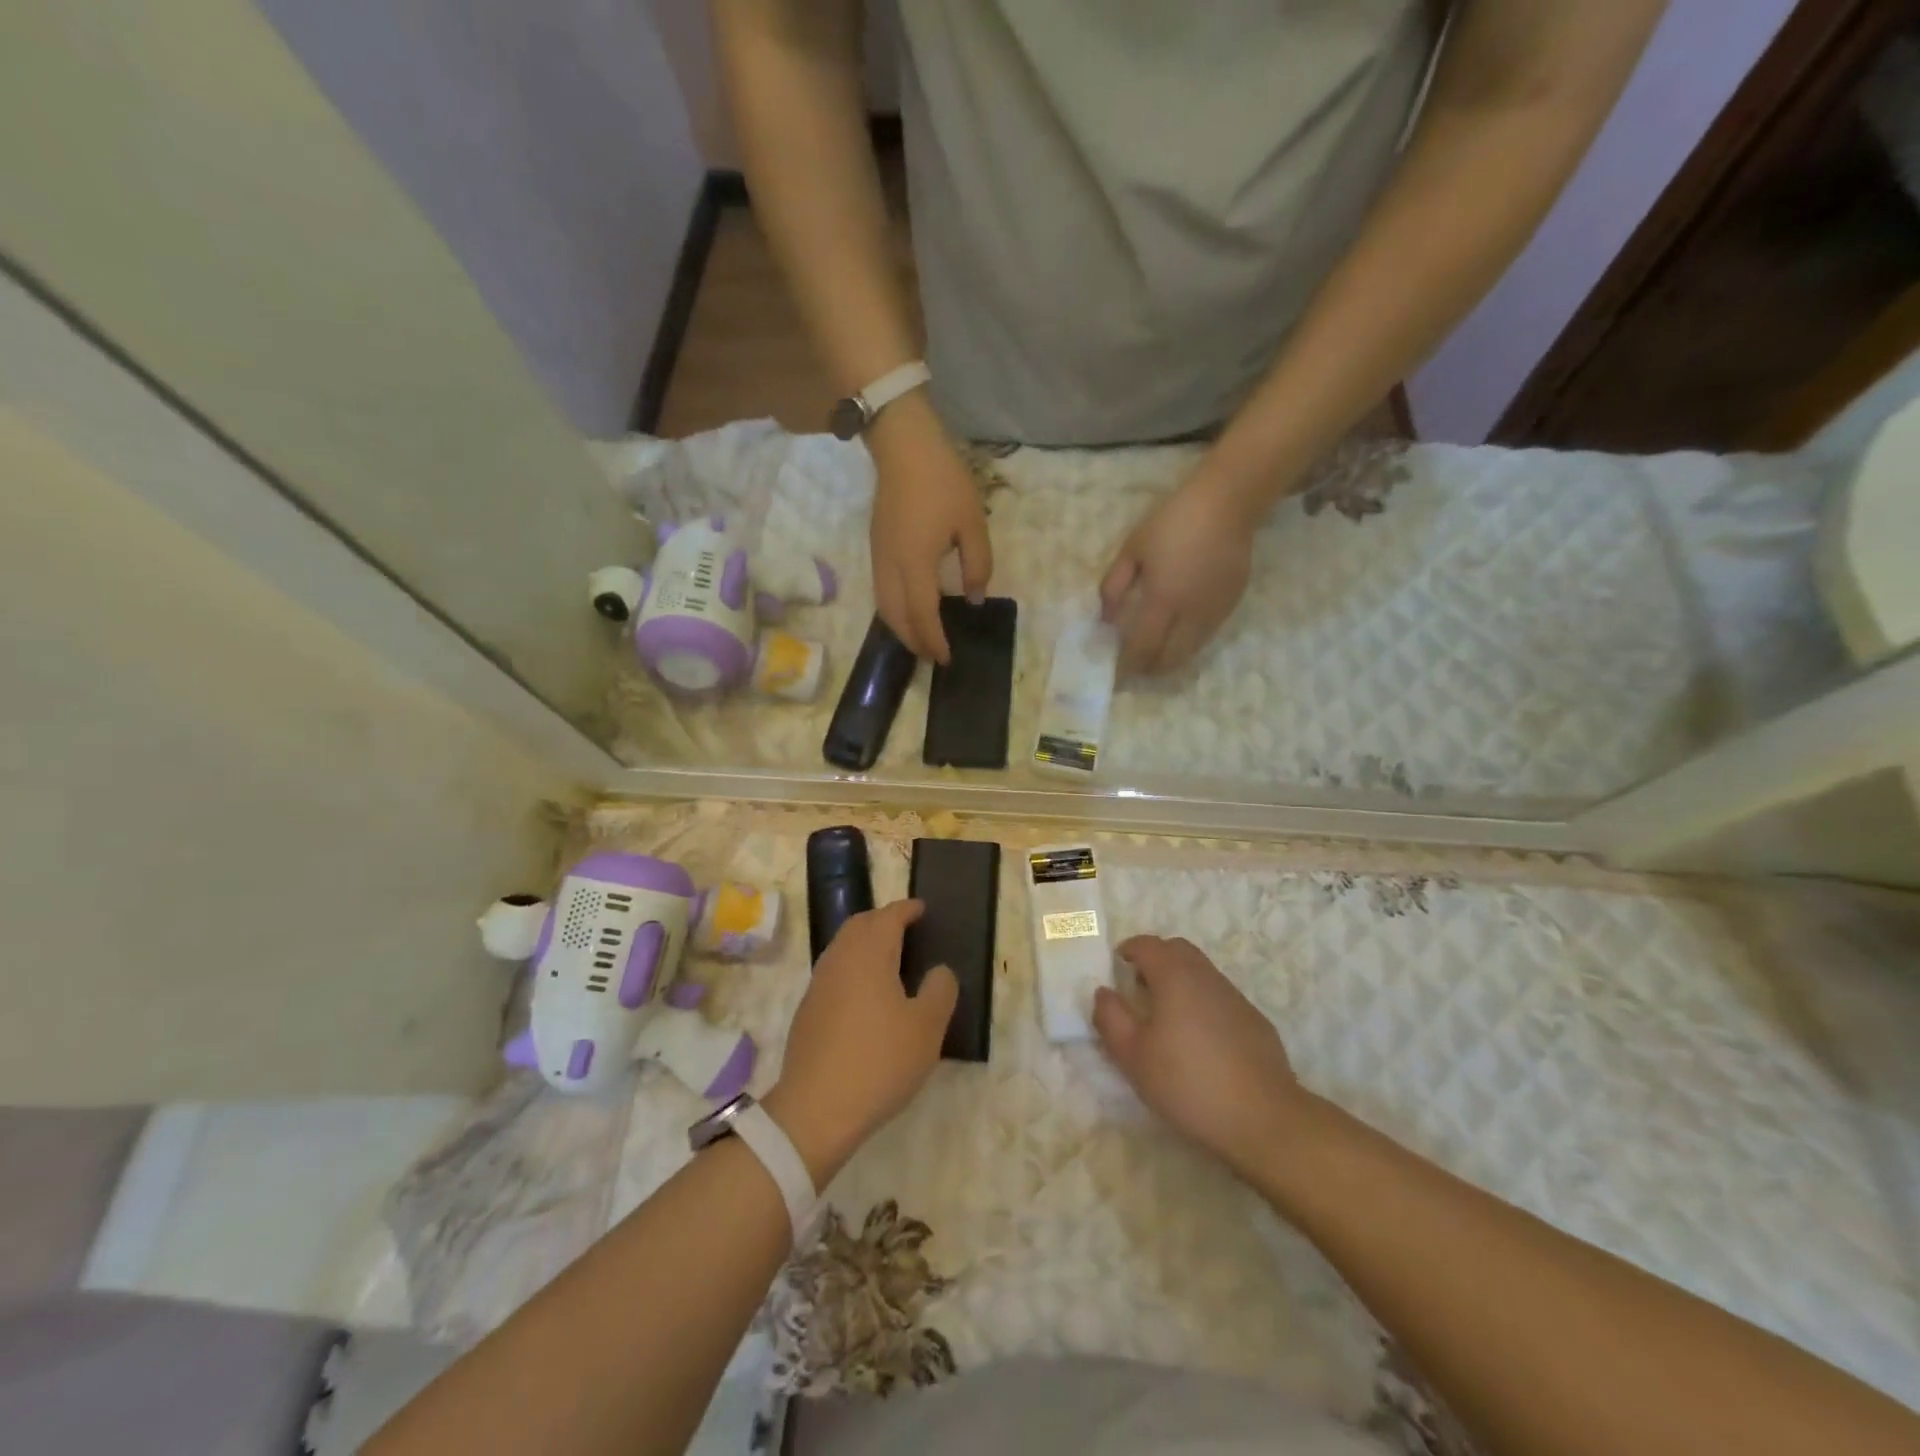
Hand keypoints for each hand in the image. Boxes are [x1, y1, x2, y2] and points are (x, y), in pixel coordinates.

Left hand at [766, 899, 956, 1182]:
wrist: (815, 1110)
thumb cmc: (879, 1061)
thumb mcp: (926, 1028)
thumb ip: (940, 991)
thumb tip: (939, 970)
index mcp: (869, 954)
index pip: (888, 917)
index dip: (907, 909)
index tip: (922, 909)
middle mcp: (840, 960)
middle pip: (860, 925)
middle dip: (883, 920)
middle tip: (907, 928)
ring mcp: (819, 985)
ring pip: (843, 947)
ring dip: (865, 942)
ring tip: (890, 958)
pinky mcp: (808, 1011)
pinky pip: (834, 971)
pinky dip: (853, 966)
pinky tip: (866, 993)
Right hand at [868, 399, 991, 663]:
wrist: (904, 447)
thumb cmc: (944, 482)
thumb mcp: (973, 523)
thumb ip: (978, 565)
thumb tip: (974, 598)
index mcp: (916, 563)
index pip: (923, 615)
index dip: (934, 640)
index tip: (947, 658)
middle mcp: (891, 567)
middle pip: (897, 618)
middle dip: (914, 642)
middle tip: (933, 658)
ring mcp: (878, 558)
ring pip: (884, 608)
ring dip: (902, 630)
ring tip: (921, 641)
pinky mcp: (876, 549)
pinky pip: (881, 593)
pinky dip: (894, 612)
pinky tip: (910, 612)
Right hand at [1093, 935, 1307, 1175]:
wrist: (1263, 1118)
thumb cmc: (1187, 1082)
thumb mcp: (1133, 1056)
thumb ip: (1110, 1018)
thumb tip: (1104, 992)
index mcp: (1174, 976)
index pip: (1148, 945)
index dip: (1129, 949)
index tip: (1117, 965)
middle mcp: (1206, 976)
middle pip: (1178, 950)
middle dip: (1156, 958)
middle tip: (1139, 986)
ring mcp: (1235, 997)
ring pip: (1201, 972)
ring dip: (1180, 980)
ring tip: (1167, 1015)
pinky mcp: (1255, 1021)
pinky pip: (1220, 997)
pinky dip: (1203, 1002)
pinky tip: (1200, 1039)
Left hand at [1099, 478, 1254, 674]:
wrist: (1226, 504)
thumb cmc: (1172, 522)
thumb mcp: (1132, 549)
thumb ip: (1113, 586)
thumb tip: (1105, 620)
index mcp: (1164, 599)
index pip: (1143, 647)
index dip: (1128, 665)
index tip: (1115, 672)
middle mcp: (1191, 614)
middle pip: (1169, 659)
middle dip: (1149, 669)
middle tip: (1134, 668)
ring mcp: (1215, 612)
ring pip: (1190, 652)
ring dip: (1169, 661)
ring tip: (1153, 658)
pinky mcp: (1231, 606)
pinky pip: (1206, 637)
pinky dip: (1187, 645)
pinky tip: (1176, 637)